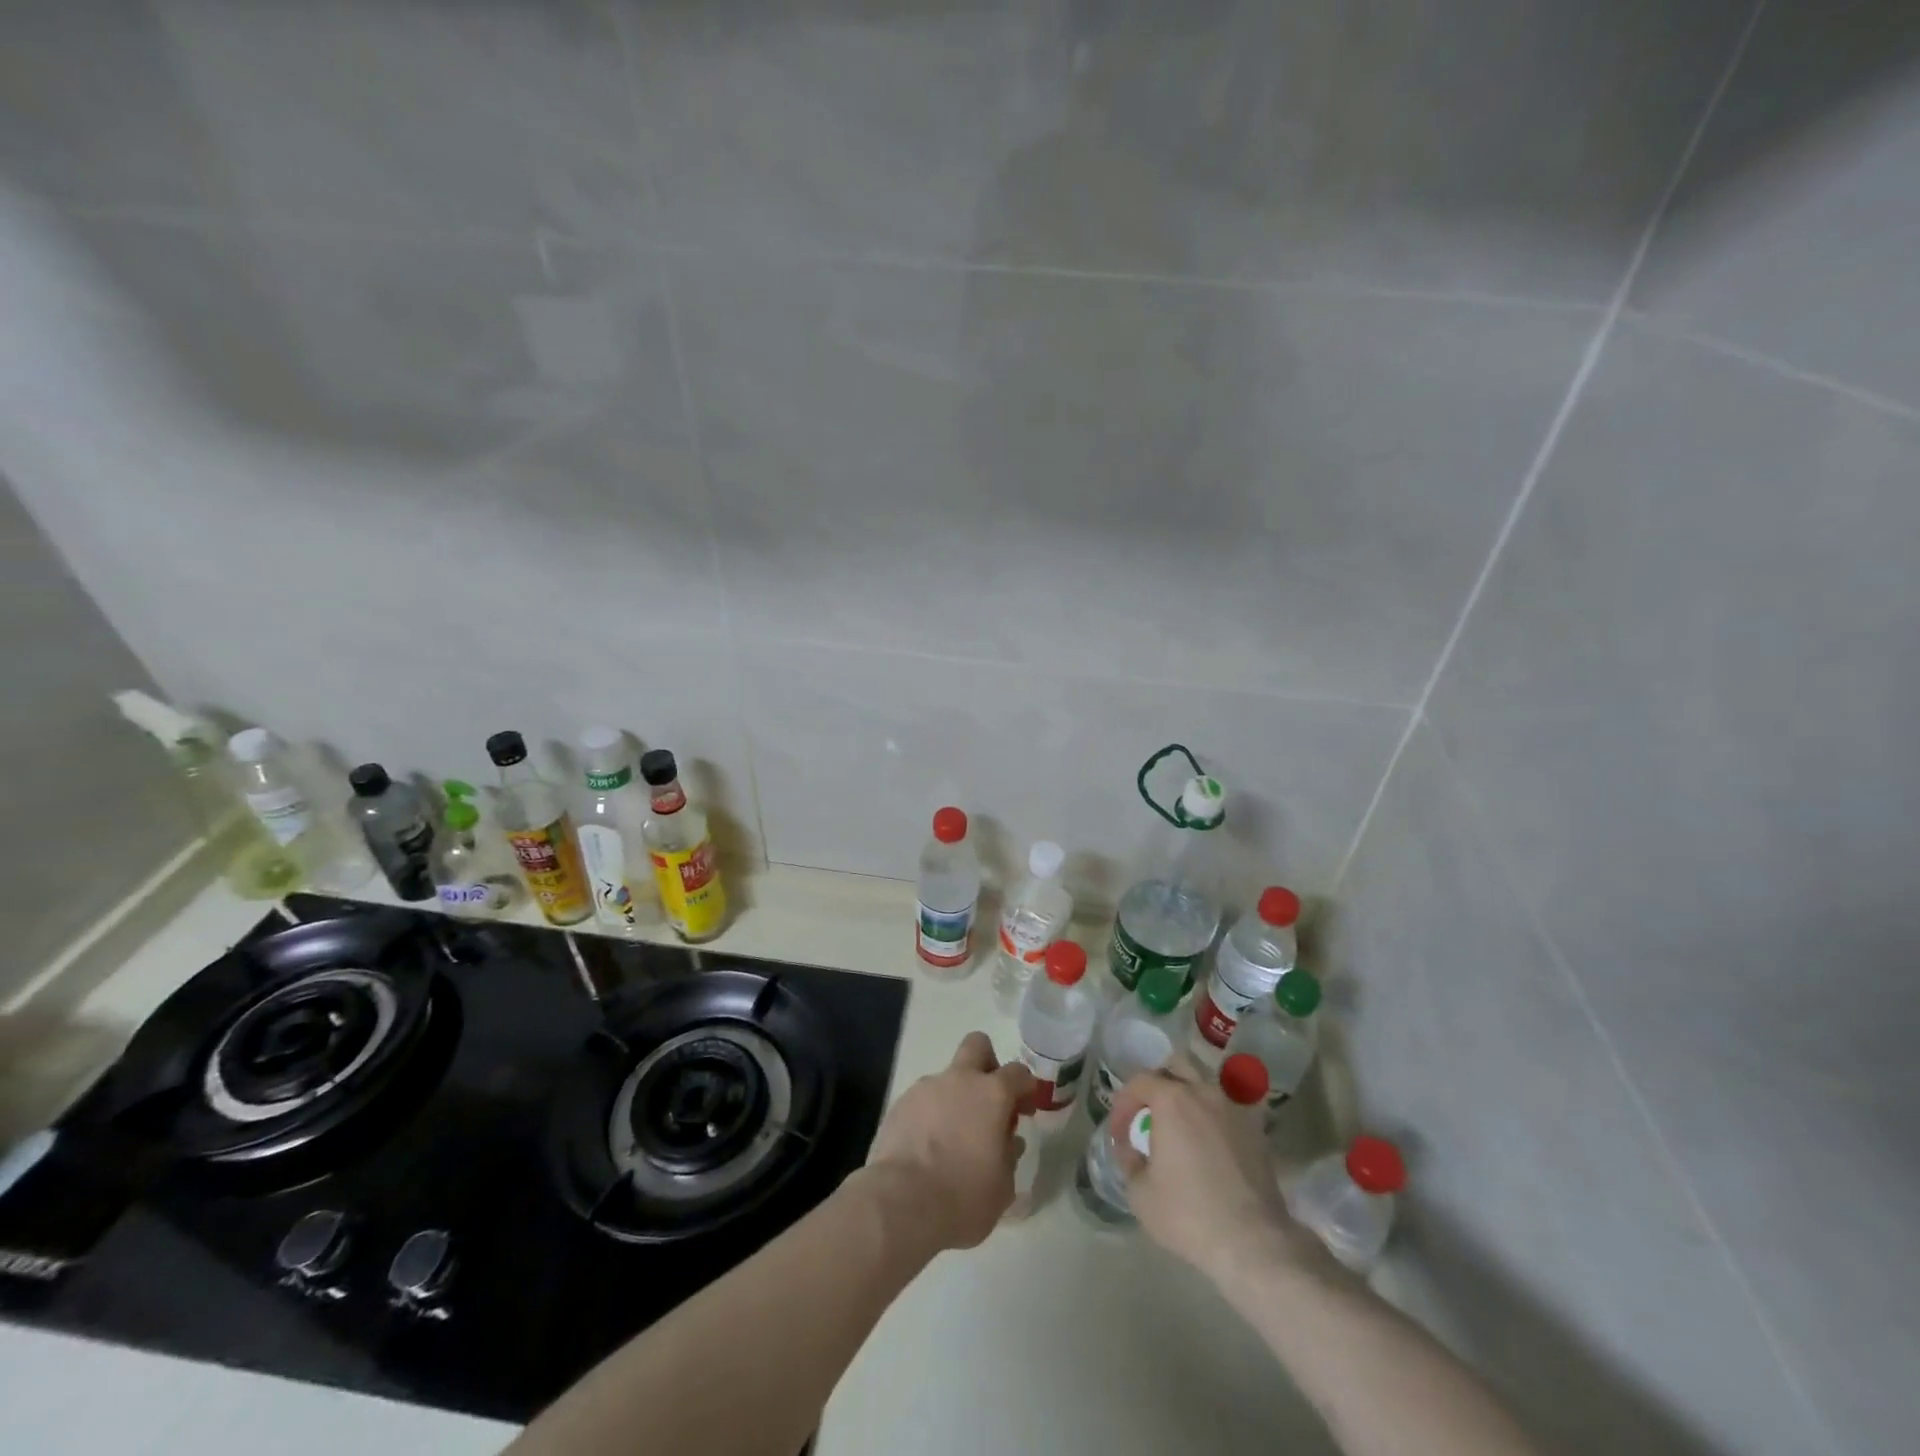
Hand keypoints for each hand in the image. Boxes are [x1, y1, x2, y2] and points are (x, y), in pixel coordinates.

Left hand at [861, 1032, 1034, 1253]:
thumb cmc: (963, 1197)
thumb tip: (1007, 1141)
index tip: (1025, 1110)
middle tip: (987, 1100)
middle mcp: (960, 1080)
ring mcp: (926, 1088)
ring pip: (947, 1078)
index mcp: (992, 1095)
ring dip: (954, 1099)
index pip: (1018, 1073)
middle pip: (977, 1045)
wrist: (902, 1203)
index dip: (1025, 1088)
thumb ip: (1008, 1155)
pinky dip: (929, 1116)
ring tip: (949, 1140)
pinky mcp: (900, 1103)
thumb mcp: (1003, 1186)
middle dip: (986, 1064)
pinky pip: (922, 1101)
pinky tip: (925, 1148)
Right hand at [1108, 1061, 1322, 1285]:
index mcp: (1171, 1099)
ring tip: (1179, 1126)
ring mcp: (1234, 1109)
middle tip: (1148, 1114)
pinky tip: (1208, 1142)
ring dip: (1187, 1097)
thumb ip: (1129, 1161)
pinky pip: (1227, 1110)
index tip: (1118, 1135)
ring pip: (1205, 1085)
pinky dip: (1212, 1117)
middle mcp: (1204, 1092)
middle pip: (1176, 1067)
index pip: (1138, 1083)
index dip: (1122, 1105)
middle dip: (1157, 1085)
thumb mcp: (1140, 1193)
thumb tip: (1130, 1149)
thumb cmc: (1188, 1214)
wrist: (1253, 1243)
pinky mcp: (1256, 1131)